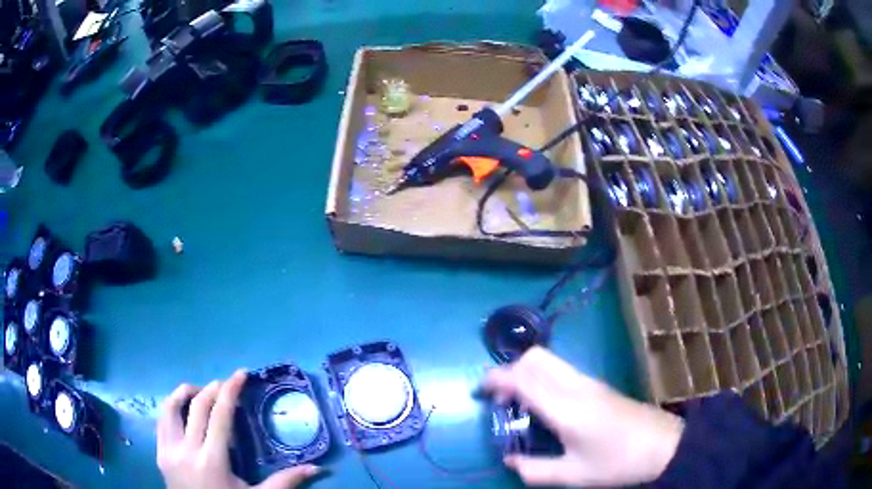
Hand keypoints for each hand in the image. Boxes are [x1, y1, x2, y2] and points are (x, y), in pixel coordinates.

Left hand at [156, 370, 320, 488]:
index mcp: (212, 460)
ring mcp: (168, 450)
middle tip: (226, 384)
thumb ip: (284, 482)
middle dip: (212, 389)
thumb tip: (317, 469)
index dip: (230, 391)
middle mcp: (186, 449)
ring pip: (171, 407)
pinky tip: (184, 411)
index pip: (219, 415)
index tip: (240, 374)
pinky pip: (162, 420)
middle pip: (197, 405)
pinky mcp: (159, 453)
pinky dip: (172, 407)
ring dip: (186, 393)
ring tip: (201, 392)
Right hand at [482, 347, 683, 487]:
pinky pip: (560, 370)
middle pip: (535, 358)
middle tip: (500, 400)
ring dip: (525, 373)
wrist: (662, 445)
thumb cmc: (617, 462)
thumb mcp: (572, 475)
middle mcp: (575, 386)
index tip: (479, 391)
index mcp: (566, 408)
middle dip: (509, 371)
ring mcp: (589, 382)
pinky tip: (543, 406)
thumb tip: (508, 460)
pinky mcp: (597, 384)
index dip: (496, 379)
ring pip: (548, 360)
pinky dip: (541, 377)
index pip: (523, 378)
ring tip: (518, 405)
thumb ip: (534, 470)